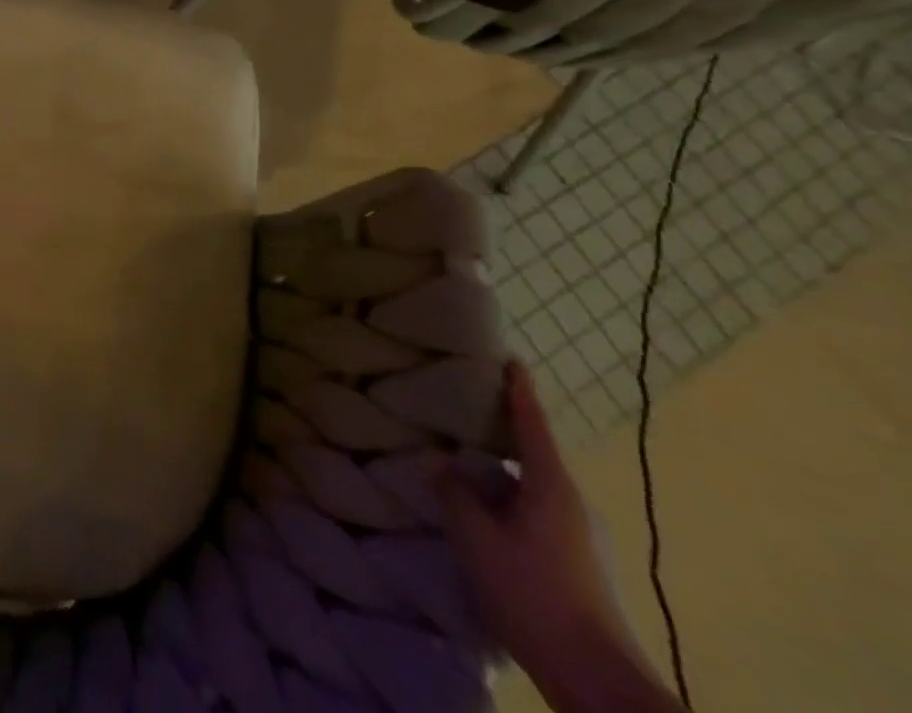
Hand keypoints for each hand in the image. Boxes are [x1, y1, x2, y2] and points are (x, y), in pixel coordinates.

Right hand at [440, 363, 676, 712]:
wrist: (600, 683)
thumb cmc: (534, 594)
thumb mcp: (477, 538)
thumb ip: (454, 493)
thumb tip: (440, 463)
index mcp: (552, 485)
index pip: (532, 423)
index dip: (519, 390)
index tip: (511, 359)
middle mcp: (573, 503)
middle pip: (532, 456)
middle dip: (498, 437)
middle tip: (460, 416)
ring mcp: (582, 537)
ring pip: (531, 490)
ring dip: (499, 478)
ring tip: (460, 473)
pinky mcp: (580, 566)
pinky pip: (536, 516)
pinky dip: (508, 506)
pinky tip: (481, 521)